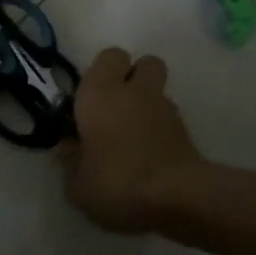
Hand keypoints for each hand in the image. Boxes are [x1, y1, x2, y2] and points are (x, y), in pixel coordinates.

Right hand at [57, 47, 201, 233]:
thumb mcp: (78, 185)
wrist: (178, 198)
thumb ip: (71, 162)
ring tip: (133, 135)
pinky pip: (169, 116)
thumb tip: (69, 148)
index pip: (109, 56)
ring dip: (147, 103)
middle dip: (134, 77)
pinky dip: (160, 127)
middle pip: (145, 62)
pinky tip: (150, 154)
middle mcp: (134, 92)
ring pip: (158, 90)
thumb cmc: (117, 183)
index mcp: (99, 94)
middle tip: (116, 106)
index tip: (91, 98)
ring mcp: (165, 108)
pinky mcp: (186, 130)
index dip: (102, 72)